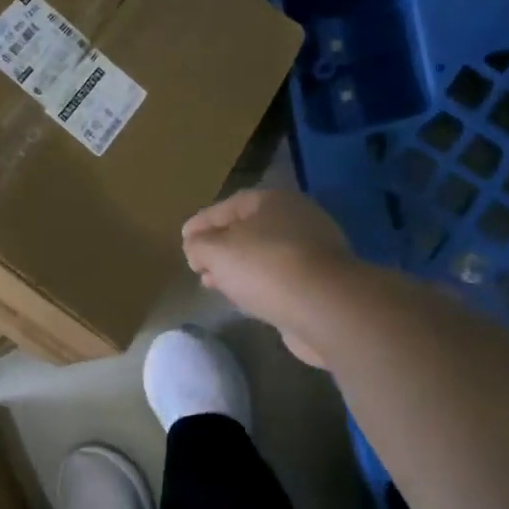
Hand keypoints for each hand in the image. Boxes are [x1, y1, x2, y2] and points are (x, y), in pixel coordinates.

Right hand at [182, 188, 351, 367]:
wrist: (326, 308)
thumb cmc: (265, 267)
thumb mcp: (215, 251)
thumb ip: (198, 246)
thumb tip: (196, 249)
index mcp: (273, 201)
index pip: (228, 206)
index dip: (201, 223)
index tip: (182, 241)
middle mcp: (297, 219)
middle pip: (248, 230)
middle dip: (220, 248)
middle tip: (198, 265)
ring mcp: (313, 251)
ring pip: (263, 256)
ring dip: (237, 269)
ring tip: (214, 284)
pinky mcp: (320, 283)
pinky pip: (279, 279)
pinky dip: (258, 285)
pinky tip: (243, 300)